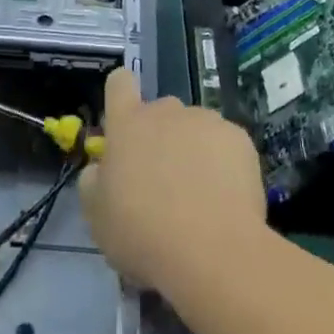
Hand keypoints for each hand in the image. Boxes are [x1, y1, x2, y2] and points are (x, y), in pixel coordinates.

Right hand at [78, 69, 266, 290]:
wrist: (211, 250)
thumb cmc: (143, 232)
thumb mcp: (98, 216)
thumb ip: (94, 181)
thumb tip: (100, 169)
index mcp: (128, 123)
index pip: (119, 83)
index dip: (120, 96)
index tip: (125, 125)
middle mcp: (166, 111)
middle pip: (160, 112)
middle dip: (160, 138)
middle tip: (162, 183)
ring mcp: (205, 120)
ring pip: (194, 128)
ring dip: (192, 151)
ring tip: (199, 197)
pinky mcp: (239, 138)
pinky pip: (225, 145)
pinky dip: (223, 164)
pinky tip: (225, 199)